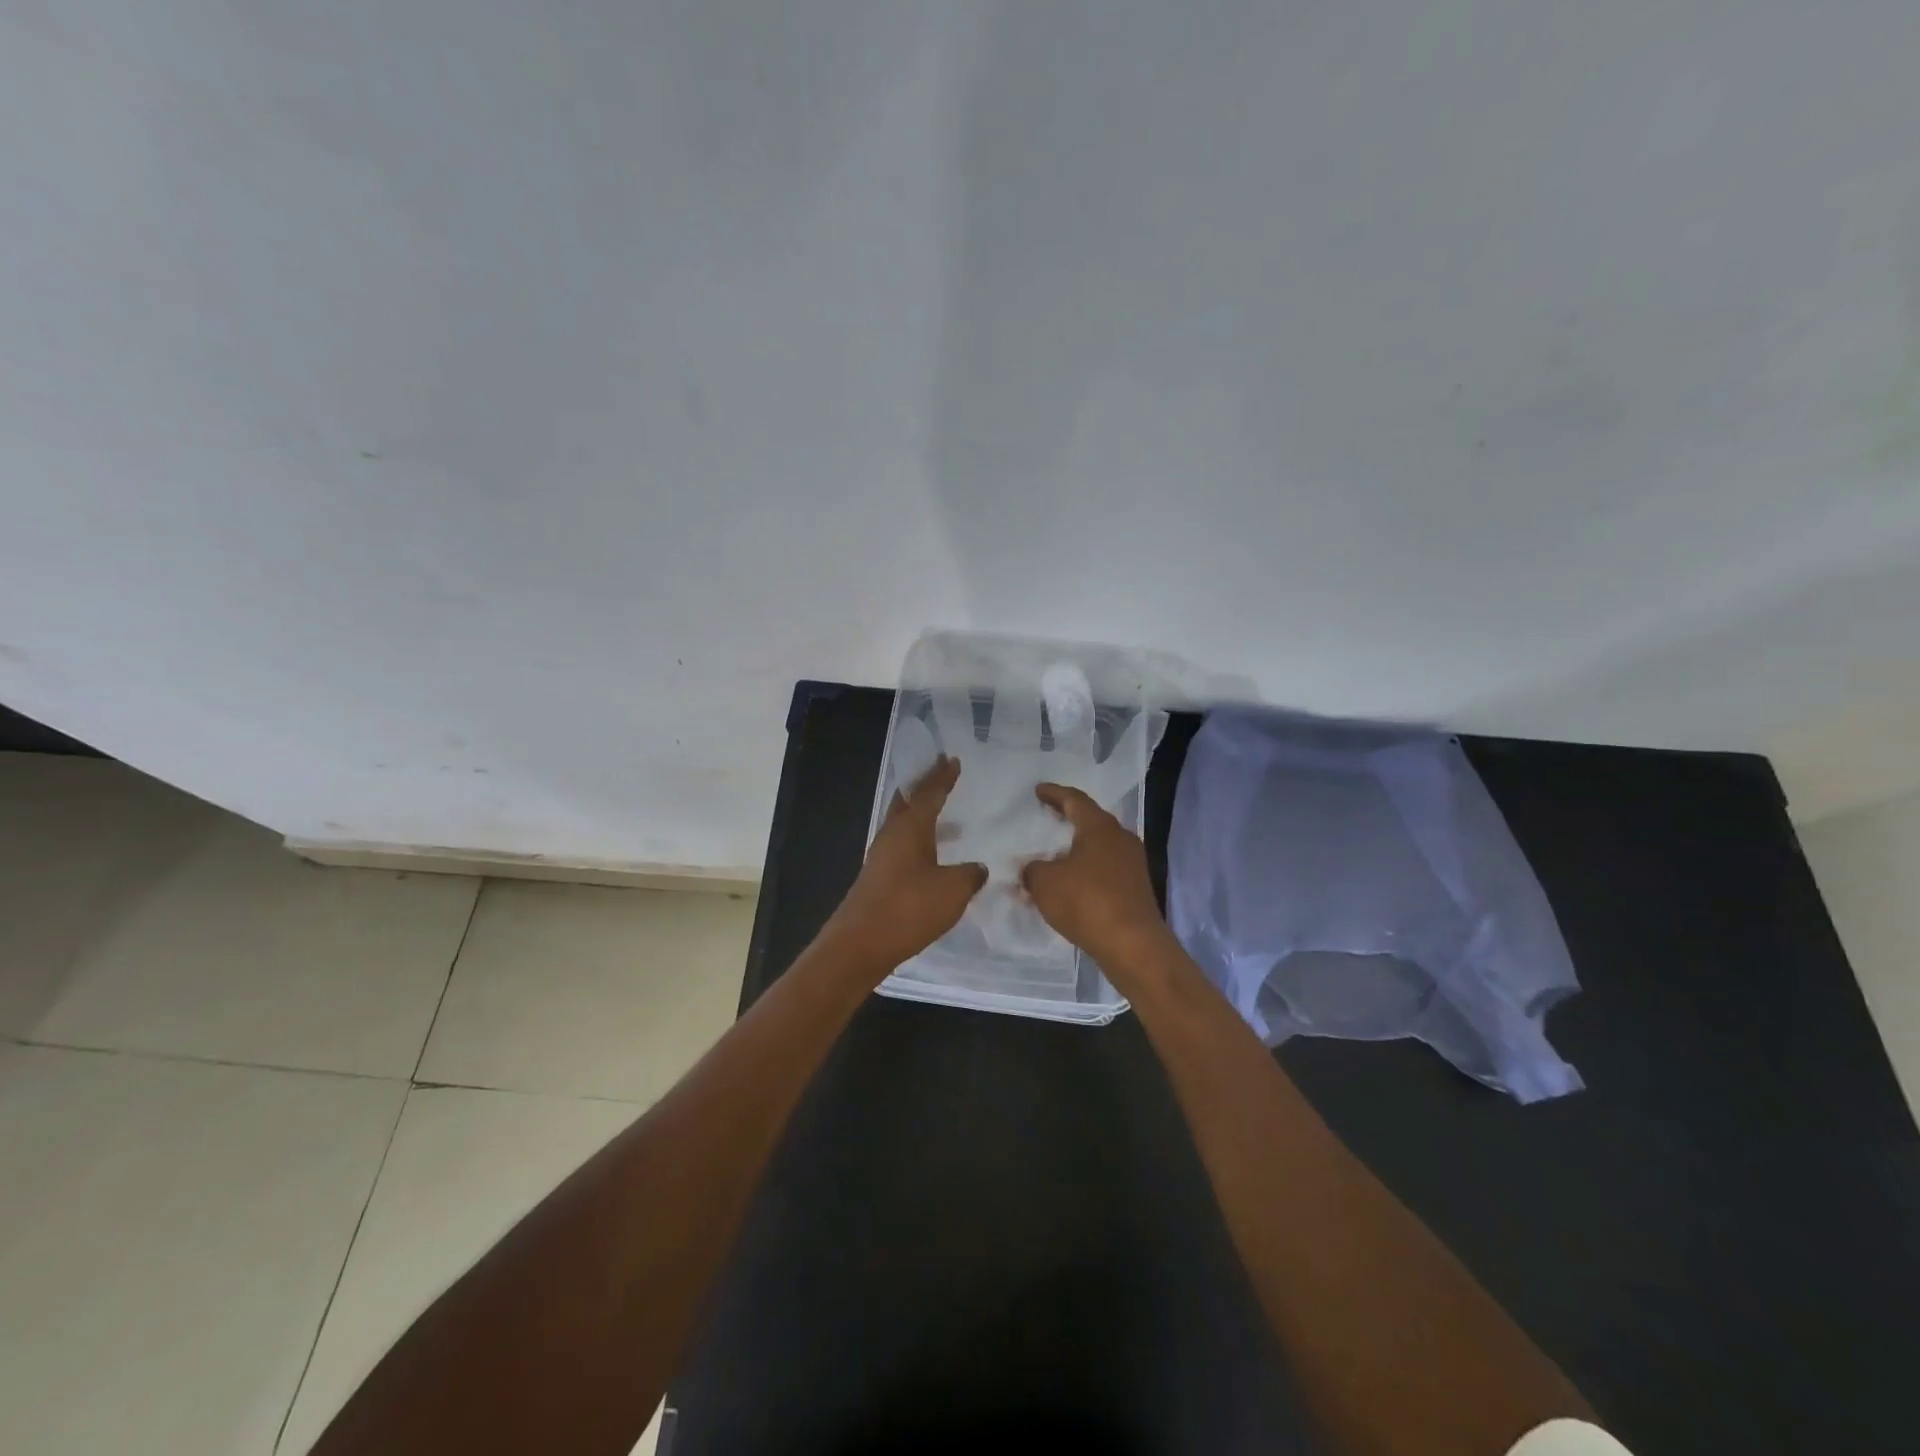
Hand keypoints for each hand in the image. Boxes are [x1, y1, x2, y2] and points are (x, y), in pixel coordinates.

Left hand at [823, 757, 986, 980]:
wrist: (859, 944)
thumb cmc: (908, 908)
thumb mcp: (952, 891)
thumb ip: (970, 875)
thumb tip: (978, 867)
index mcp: (910, 828)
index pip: (929, 793)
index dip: (942, 777)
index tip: (951, 759)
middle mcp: (891, 835)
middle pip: (907, 801)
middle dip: (923, 786)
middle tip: (939, 772)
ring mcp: (880, 857)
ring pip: (902, 823)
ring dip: (920, 813)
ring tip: (941, 812)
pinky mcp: (877, 878)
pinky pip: (900, 845)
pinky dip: (917, 839)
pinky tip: (931, 854)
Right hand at [1021, 784, 1176, 977]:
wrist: (1133, 945)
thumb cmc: (1086, 902)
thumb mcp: (1045, 883)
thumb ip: (1032, 869)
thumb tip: (1031, 868)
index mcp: (1100, 827)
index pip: (1075, 800)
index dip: (1054, 793)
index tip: (1038, 790)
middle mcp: (1120, 838)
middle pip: (1091, 820)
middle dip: (1068, 818)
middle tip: (1047, 815)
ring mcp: (1132, 864)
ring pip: (1098, 847)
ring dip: (1076, 848)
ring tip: (1053, 853)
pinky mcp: (1135, 888)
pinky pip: (1104, 869)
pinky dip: (1085, 870)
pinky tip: (1069, 883)